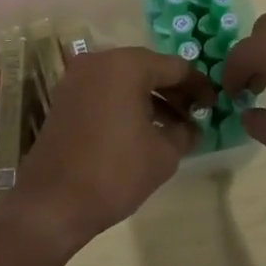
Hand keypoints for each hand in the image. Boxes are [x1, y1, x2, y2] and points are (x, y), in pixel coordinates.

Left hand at [9, 46, 215, 245]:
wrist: (52, 203)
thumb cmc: (115, 173)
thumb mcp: (164, 154)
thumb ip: (185, 131)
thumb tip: (191, 126)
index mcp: (126, 66)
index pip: (176, 67)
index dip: (199, 87)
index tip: (213, 107)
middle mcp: (99, 62)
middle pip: (148, 68)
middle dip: (174, 91)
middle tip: (194, 116)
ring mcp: (76, 78)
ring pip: (125, 79)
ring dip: (150, 98)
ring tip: (172, 127)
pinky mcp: (64, 98)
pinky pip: (104, 91)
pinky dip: (125, 103)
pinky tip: (141, 130)